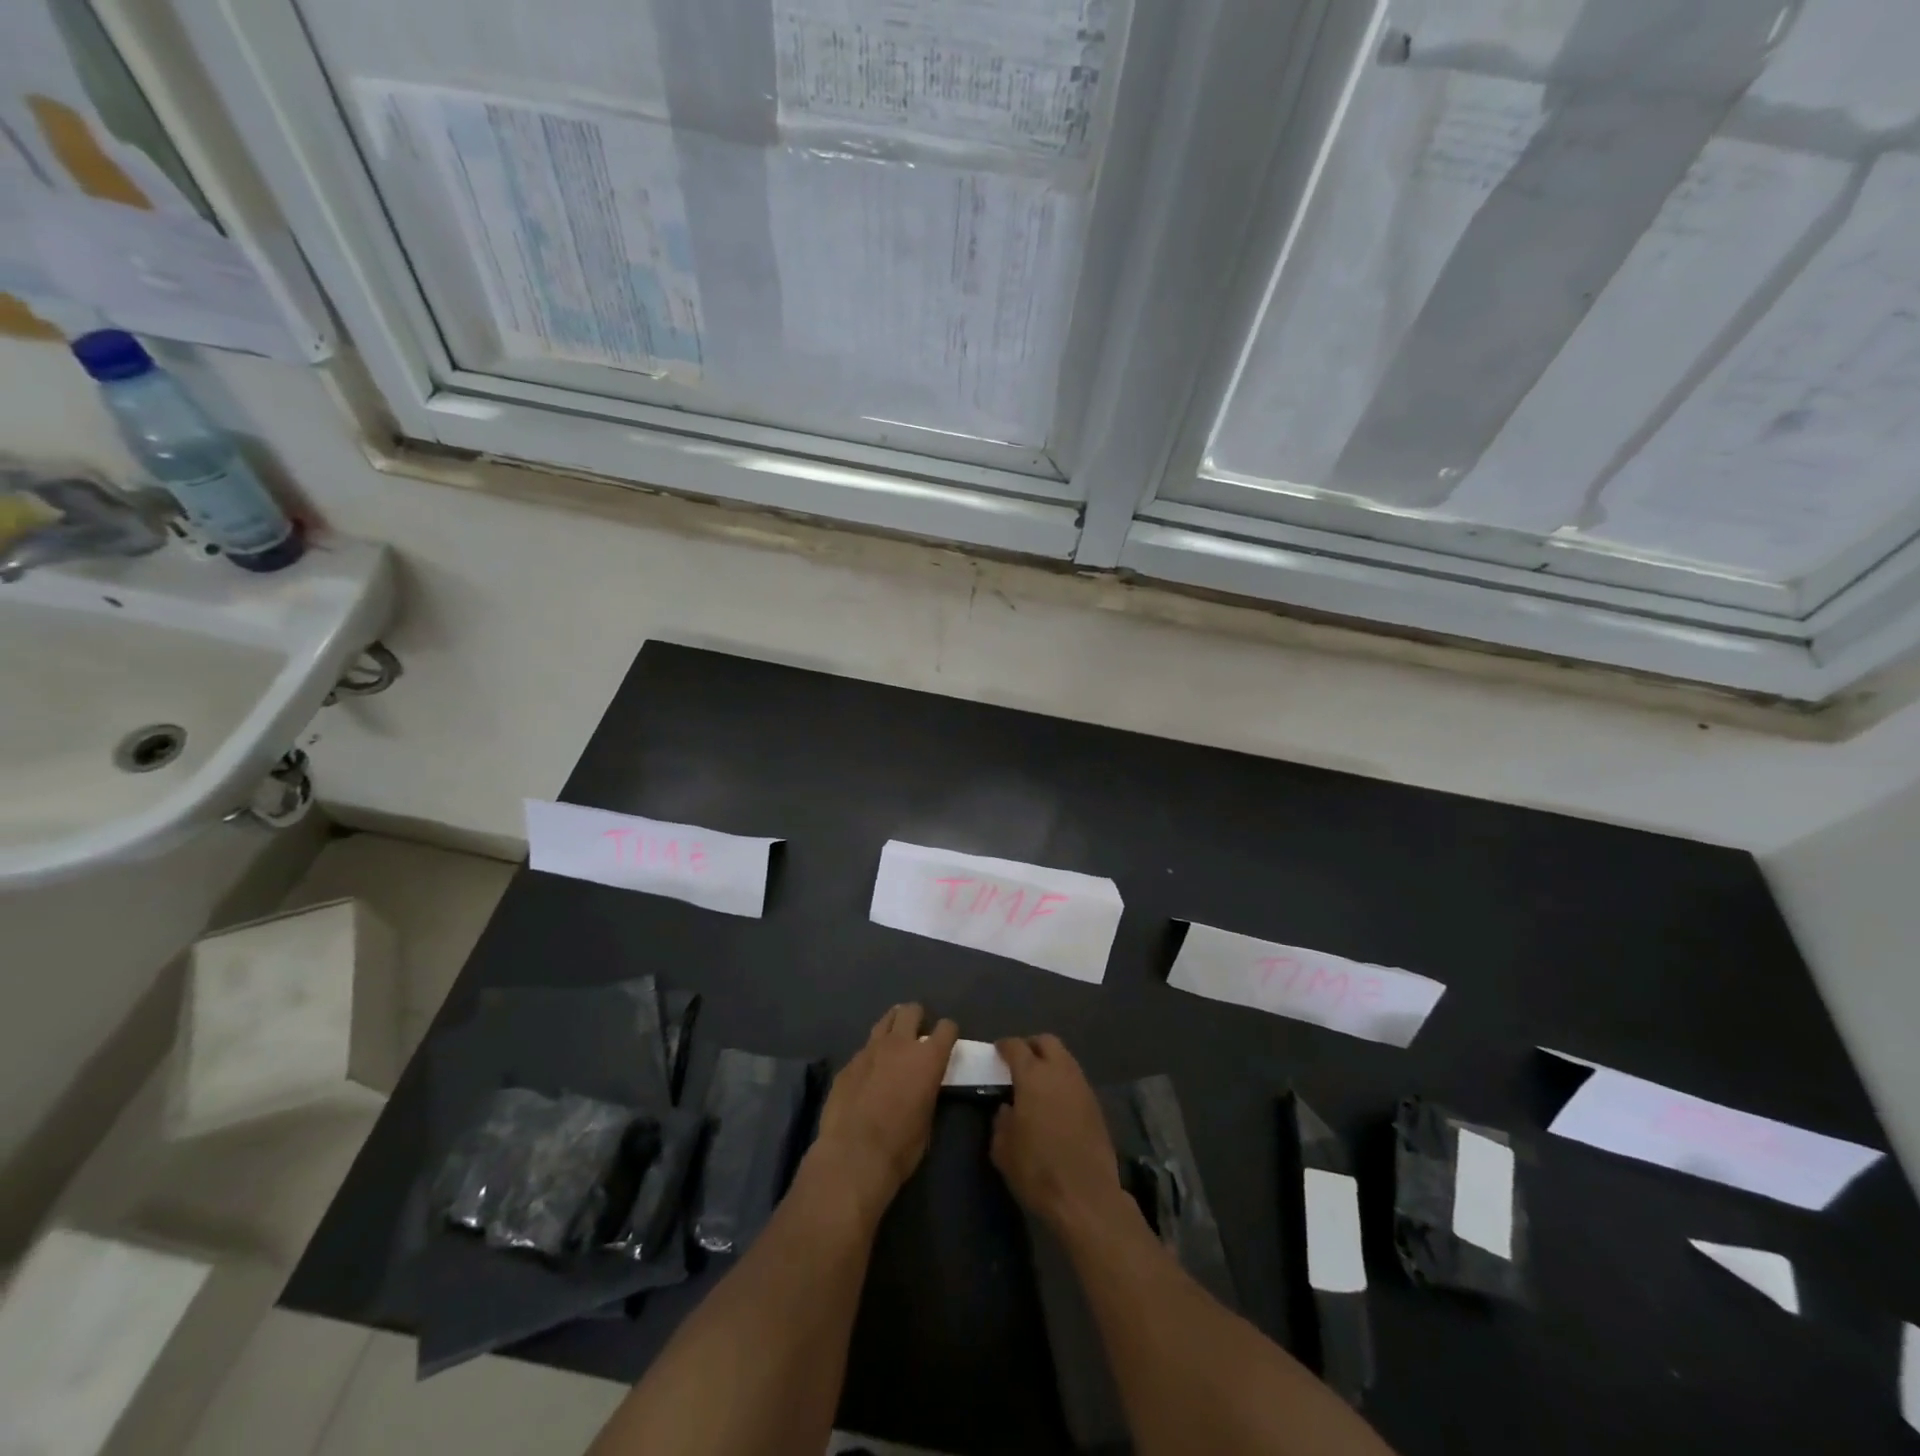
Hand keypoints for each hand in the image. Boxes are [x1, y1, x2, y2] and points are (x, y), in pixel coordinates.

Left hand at [810, 1004, 957, 1219]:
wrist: (853, 1156)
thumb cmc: (901, 1146)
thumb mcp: (927, 1119)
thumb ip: (927, 1090)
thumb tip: (923, 1084)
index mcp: (928, 1058)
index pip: (946, 1027)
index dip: (948, 1033)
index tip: (946, 1043)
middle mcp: (900, 1044)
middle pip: (911, 1010)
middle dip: (917, 1018)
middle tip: (917, 1036)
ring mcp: (870, 1050)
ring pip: (885, 1021)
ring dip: (893, 1027)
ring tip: (893, 1045)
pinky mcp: (848, 1063)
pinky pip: (864, 1048)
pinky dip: (871, 1055)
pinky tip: (868, 1075)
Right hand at [991, 1034, 1125, 1233]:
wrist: (1086, 1197)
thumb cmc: (1037, 1170)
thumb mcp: (1003, 1149)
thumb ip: (1001, 1121)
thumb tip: (1007, 1108)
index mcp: (1033, 1076)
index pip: (1016, 1047)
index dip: (1004, 1046)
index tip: (997, 1052)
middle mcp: (1060, 1072)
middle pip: (1046, 1042)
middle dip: (1031, 1046)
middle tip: (1019, 1062)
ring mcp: (1082, 1086)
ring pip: (1065, 1058)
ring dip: (1050, 1063)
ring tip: (1038, 1083)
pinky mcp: (1096, 1105)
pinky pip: (1076, 1080)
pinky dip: (1063, 1082)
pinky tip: (1055, 1103)